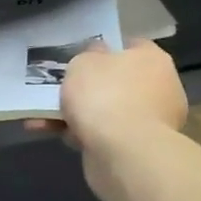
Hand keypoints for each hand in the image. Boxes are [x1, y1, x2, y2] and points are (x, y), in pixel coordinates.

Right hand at [29, 40, 187, 154]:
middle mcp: (159, 89)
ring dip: (76, 114)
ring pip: (107, 111)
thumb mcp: (84, 62)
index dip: (106, 49)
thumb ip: (88, 56)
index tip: (81, 56)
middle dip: (87, 88)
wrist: (124, 154)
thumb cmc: (105, 95)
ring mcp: (151, 123)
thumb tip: (97, 57)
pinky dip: (80, 135)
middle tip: (59, 87)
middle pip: (117, 82)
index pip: (131, 46)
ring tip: (40, 116)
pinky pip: (103, 135)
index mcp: (152, 60)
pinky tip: (50, 134)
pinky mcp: (138, 151)